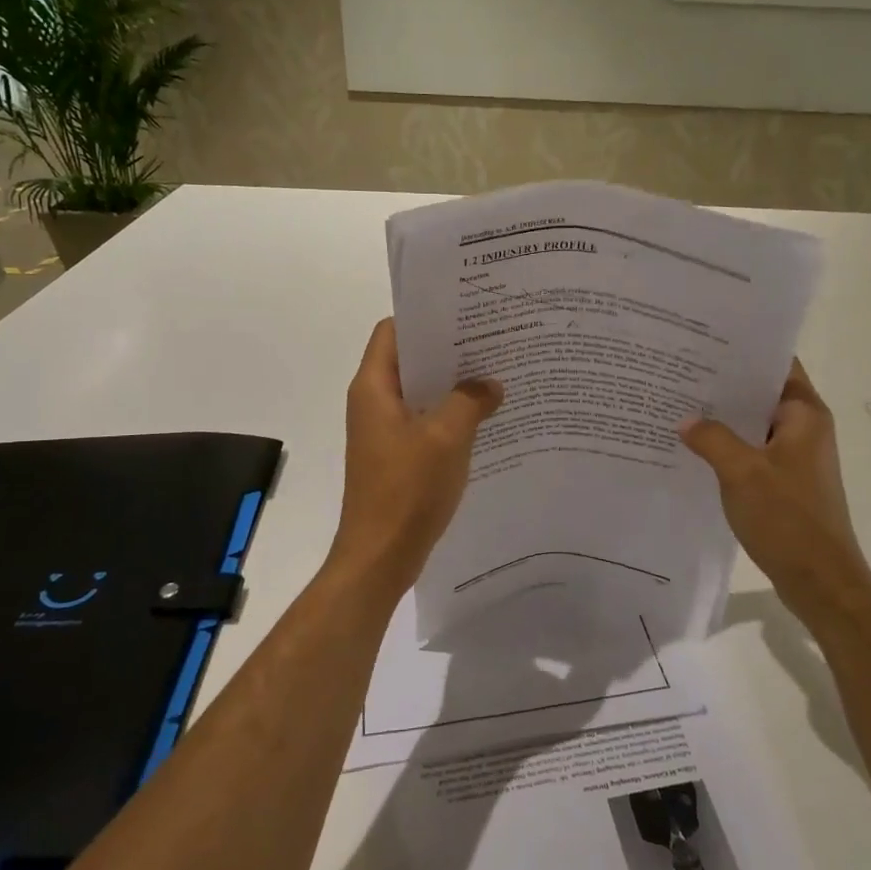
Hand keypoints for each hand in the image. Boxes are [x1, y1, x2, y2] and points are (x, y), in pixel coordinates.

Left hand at [329, 319, 503, 591]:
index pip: (393, 331)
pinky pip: (425, 421)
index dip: (425, 318)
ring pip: (420, 392)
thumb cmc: (407, 490)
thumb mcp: (446, 437)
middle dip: (449, 350)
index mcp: (374, 388)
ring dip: (453, 384)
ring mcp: (384, 431)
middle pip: (410, 360)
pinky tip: (485, 417)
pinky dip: (451, 414)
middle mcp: (374, 402)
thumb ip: (471, 401)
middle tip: (492, 340)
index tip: (465, 312)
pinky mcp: (397, 455)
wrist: (380, 556)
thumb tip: (491, 384)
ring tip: (496, 374)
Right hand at [679, 360, 870, 634]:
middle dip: (725, 383)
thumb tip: (686, 420)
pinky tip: (694, 447)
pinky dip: (728, 446)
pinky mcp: (785, 482)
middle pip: (762, 392)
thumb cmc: (788, 519)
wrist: (820, 581)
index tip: (706, 339)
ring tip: (680, 402)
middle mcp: (805, 428)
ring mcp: (796, 457)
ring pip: (755, 424)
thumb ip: (711, 439)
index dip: (745, 349)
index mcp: (804, 414)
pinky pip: (753, 451)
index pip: (777, 364)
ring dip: (724, 417)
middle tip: (680, 369)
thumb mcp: (741, 473)